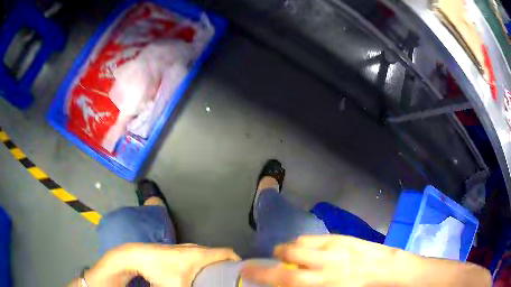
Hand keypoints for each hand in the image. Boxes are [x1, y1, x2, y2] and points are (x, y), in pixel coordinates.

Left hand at [129, 243, 240, 286]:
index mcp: (200, 254)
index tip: (242, 272)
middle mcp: (195, 248)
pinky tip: (197, 274)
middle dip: (226, 266)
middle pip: (218, 254)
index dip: (238, 261)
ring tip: (216, 278)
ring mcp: (185, 247)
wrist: (137, 256)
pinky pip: (197, 255)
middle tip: (230, 280)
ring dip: (213, 265)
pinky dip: (203, 263)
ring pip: (207, 254)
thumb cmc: (159, 270)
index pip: (227, 252)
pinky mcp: (177, 250)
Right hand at [241, 235, 402, 286]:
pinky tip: (308, 249)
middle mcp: (325, 263)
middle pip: (288, 256)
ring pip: (299, 243)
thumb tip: (287, 282)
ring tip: (289, 255)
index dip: (261, 274)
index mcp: (323, 282)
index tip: (246, 271)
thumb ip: (306, 283)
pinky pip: (313, 238)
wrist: (386, 268)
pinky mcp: (340, 237)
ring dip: (289, 250)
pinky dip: (304, 243)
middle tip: (269, 262)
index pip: (285, 279)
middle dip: (272, 258)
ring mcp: (333, 247)